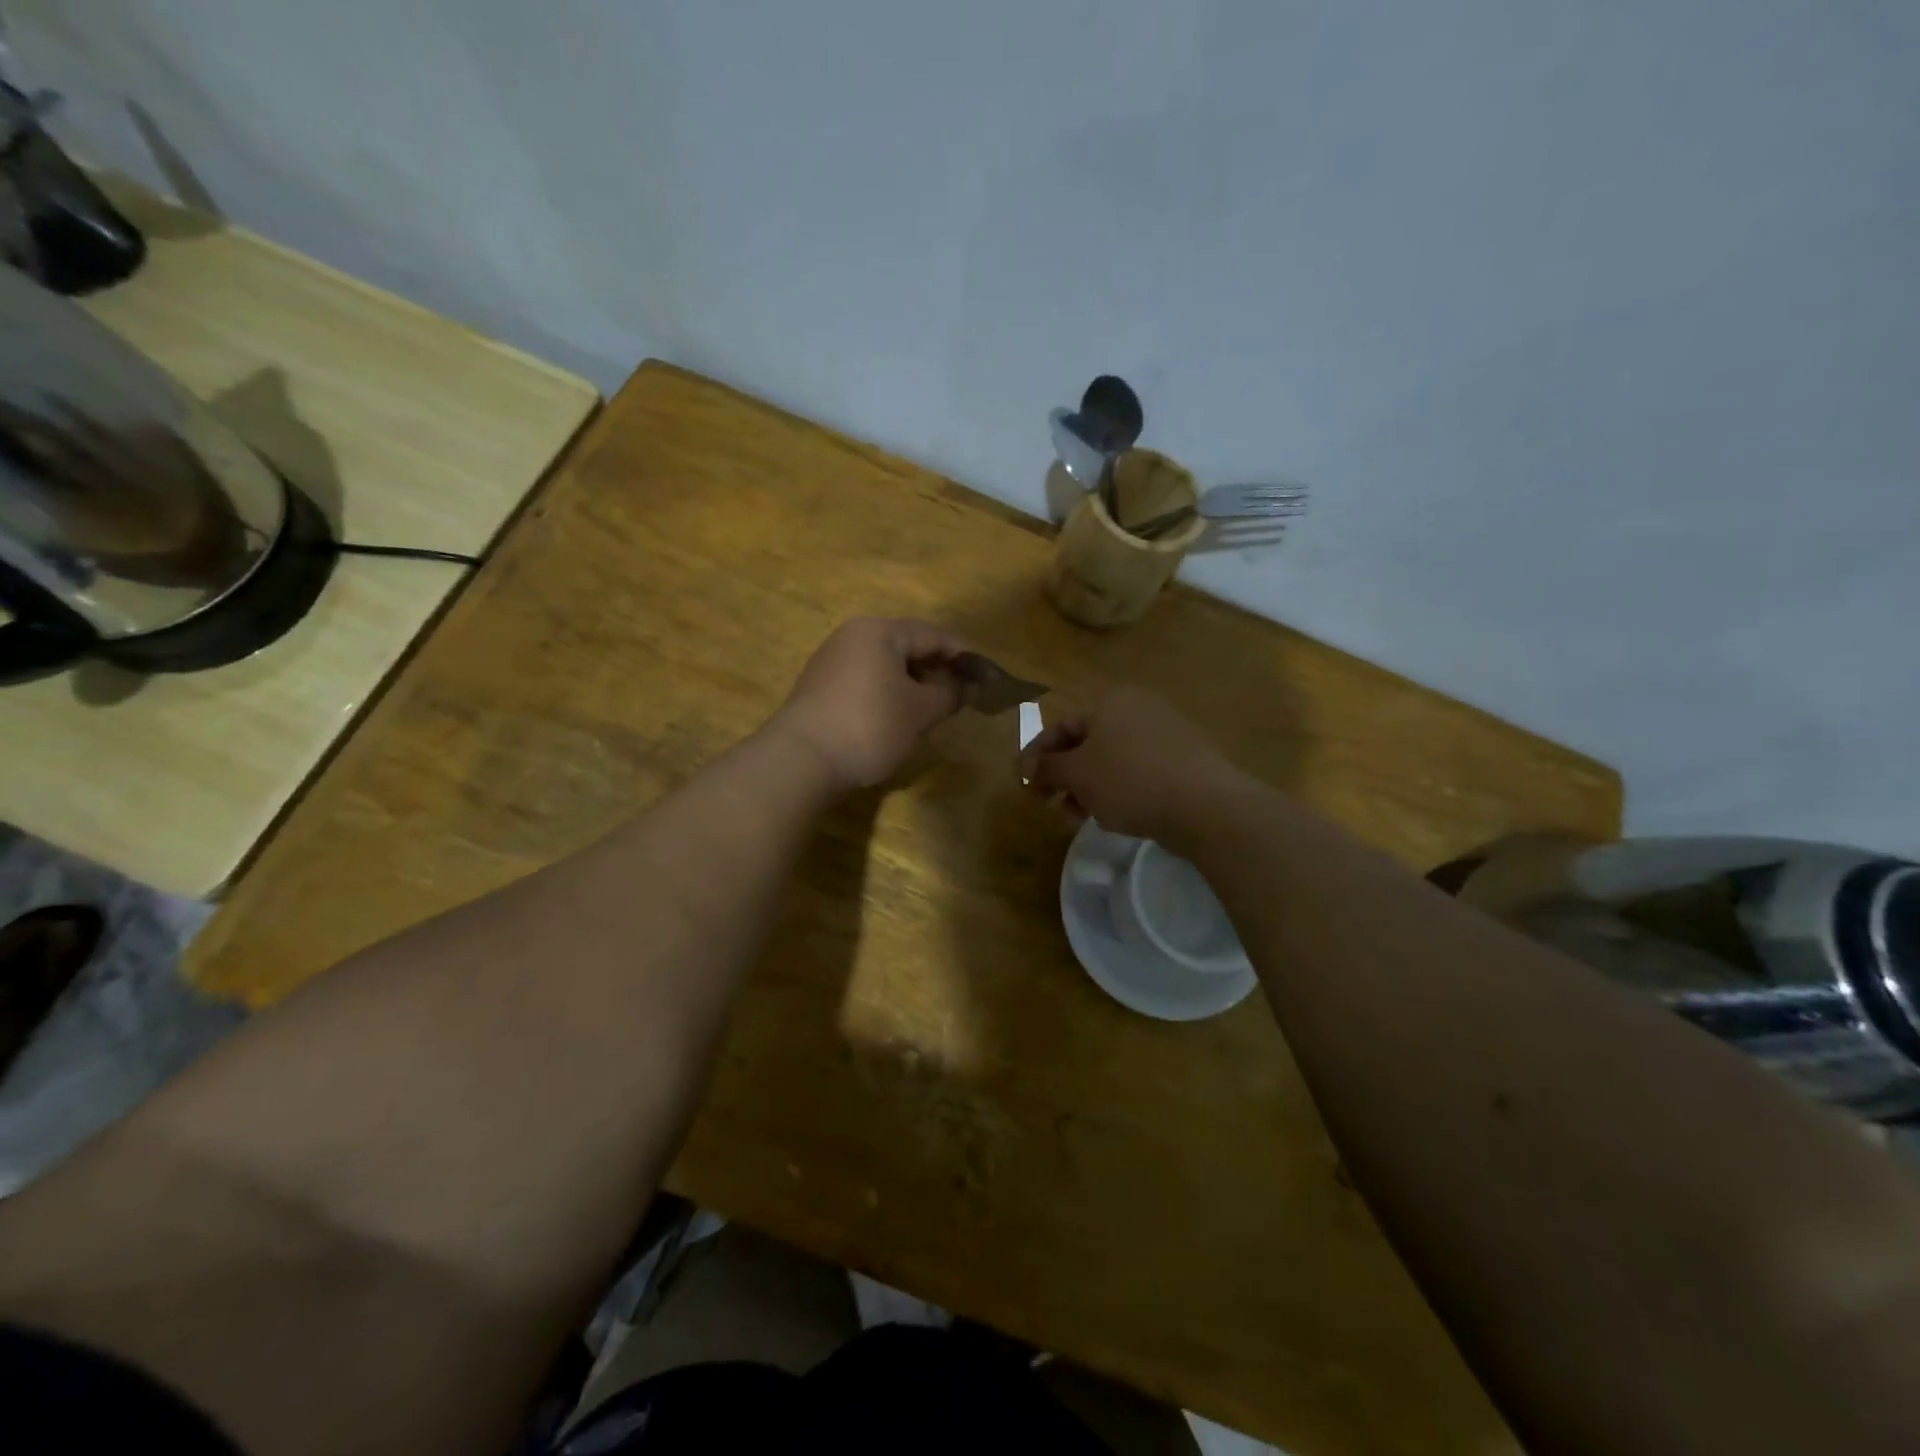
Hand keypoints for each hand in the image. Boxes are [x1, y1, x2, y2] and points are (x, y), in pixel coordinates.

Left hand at [770, 617, 967, 792]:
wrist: (801, 760)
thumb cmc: (869, 726)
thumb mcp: (920, 711)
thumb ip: (948, 693)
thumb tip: (962, 685)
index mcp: (880, 631)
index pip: (934, 634)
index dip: (963, 655)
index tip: (984, 677)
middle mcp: (853, 635)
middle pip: (907, 646)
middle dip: (935, 670)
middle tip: (959, 697)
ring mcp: (831, 660)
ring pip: (885, 665)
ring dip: (911, 684)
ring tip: (931, 711)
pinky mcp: (819, 687)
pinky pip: (865, 681)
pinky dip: (887, 694)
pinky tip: (895, 720)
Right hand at [1020, 686, 1250, 846]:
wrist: (1205, 805)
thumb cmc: (1130, 780)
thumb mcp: (1078, 775)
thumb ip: (1048, 769)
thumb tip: (1026, 768)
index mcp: (1110, 703)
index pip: (1060, 727)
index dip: (1037, 756)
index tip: (1023, 784)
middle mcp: (1138, 709)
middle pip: (1086, 744)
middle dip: (1064, 776)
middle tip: (1048, 803)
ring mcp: (1165, 734)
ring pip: (1112, 761)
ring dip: (1088, 788)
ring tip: (1079, 817)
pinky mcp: (1184, 760)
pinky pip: (1138, 772)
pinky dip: (1118, 790)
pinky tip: (1116, 816)